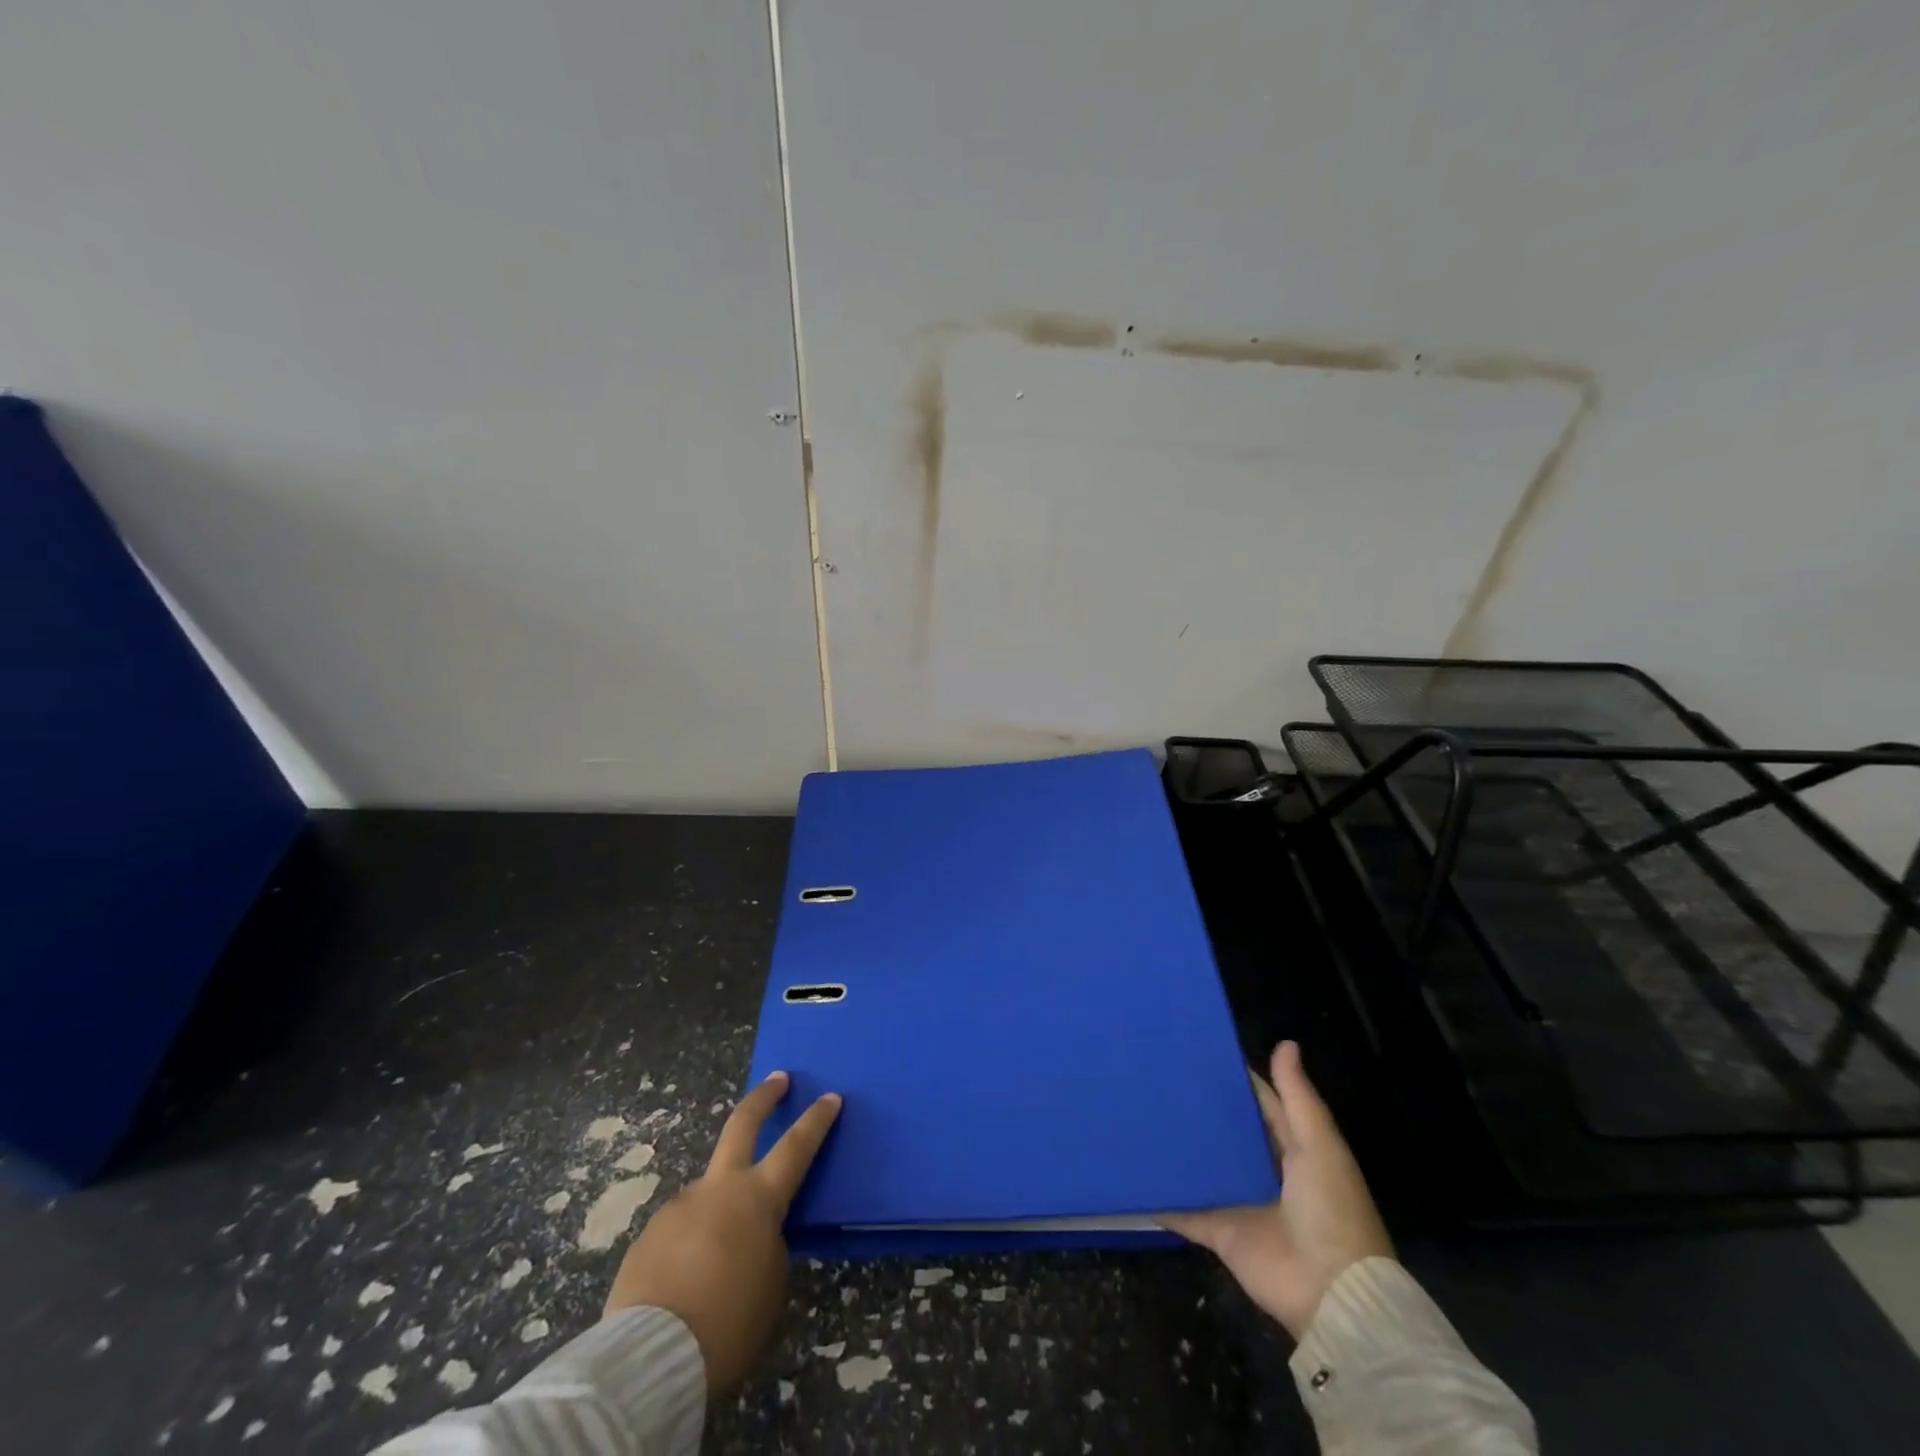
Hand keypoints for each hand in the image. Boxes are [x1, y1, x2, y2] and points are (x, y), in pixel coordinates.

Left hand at [604, 1071, 840, 1391]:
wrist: (649, 1357)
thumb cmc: (728, 1322)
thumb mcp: (771, 1286)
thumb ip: (769, 1247)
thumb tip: (753, 1235)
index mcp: (758, 1199)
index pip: (797, 1146)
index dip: (817, 1120)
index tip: (831, 1096)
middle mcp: (719, 1188)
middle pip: (742, 1124)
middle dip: (763, 1098)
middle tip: (777, 1079)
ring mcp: (680, 1205)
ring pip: (708, 1194)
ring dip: (718, 1212)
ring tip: (716, 1264)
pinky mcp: (649, 1233)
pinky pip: (680, 1230)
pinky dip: (690, 1245)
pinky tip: (686, 1281)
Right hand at [1161, 1040, 1391, 1339]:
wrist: (1331, 1294)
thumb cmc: (1332, 1210)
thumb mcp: (1320, 1145)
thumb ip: (1297, 1097)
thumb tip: (1285, 1042)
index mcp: (1294, 1148)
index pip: (1261, 1102)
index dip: (1236, 1077)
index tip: (1199, 1048)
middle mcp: (1263, 1170)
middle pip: (1228, 1132)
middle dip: (1200, 1108)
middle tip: (1157, 1072)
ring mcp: (1238, 1201)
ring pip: (1203, 1166)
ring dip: (1180, 1146)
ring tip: (1139, 1108)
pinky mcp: (1218, 1230)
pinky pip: (1183, 1210)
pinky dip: (1162, 1196)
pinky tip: (1134, 1170)